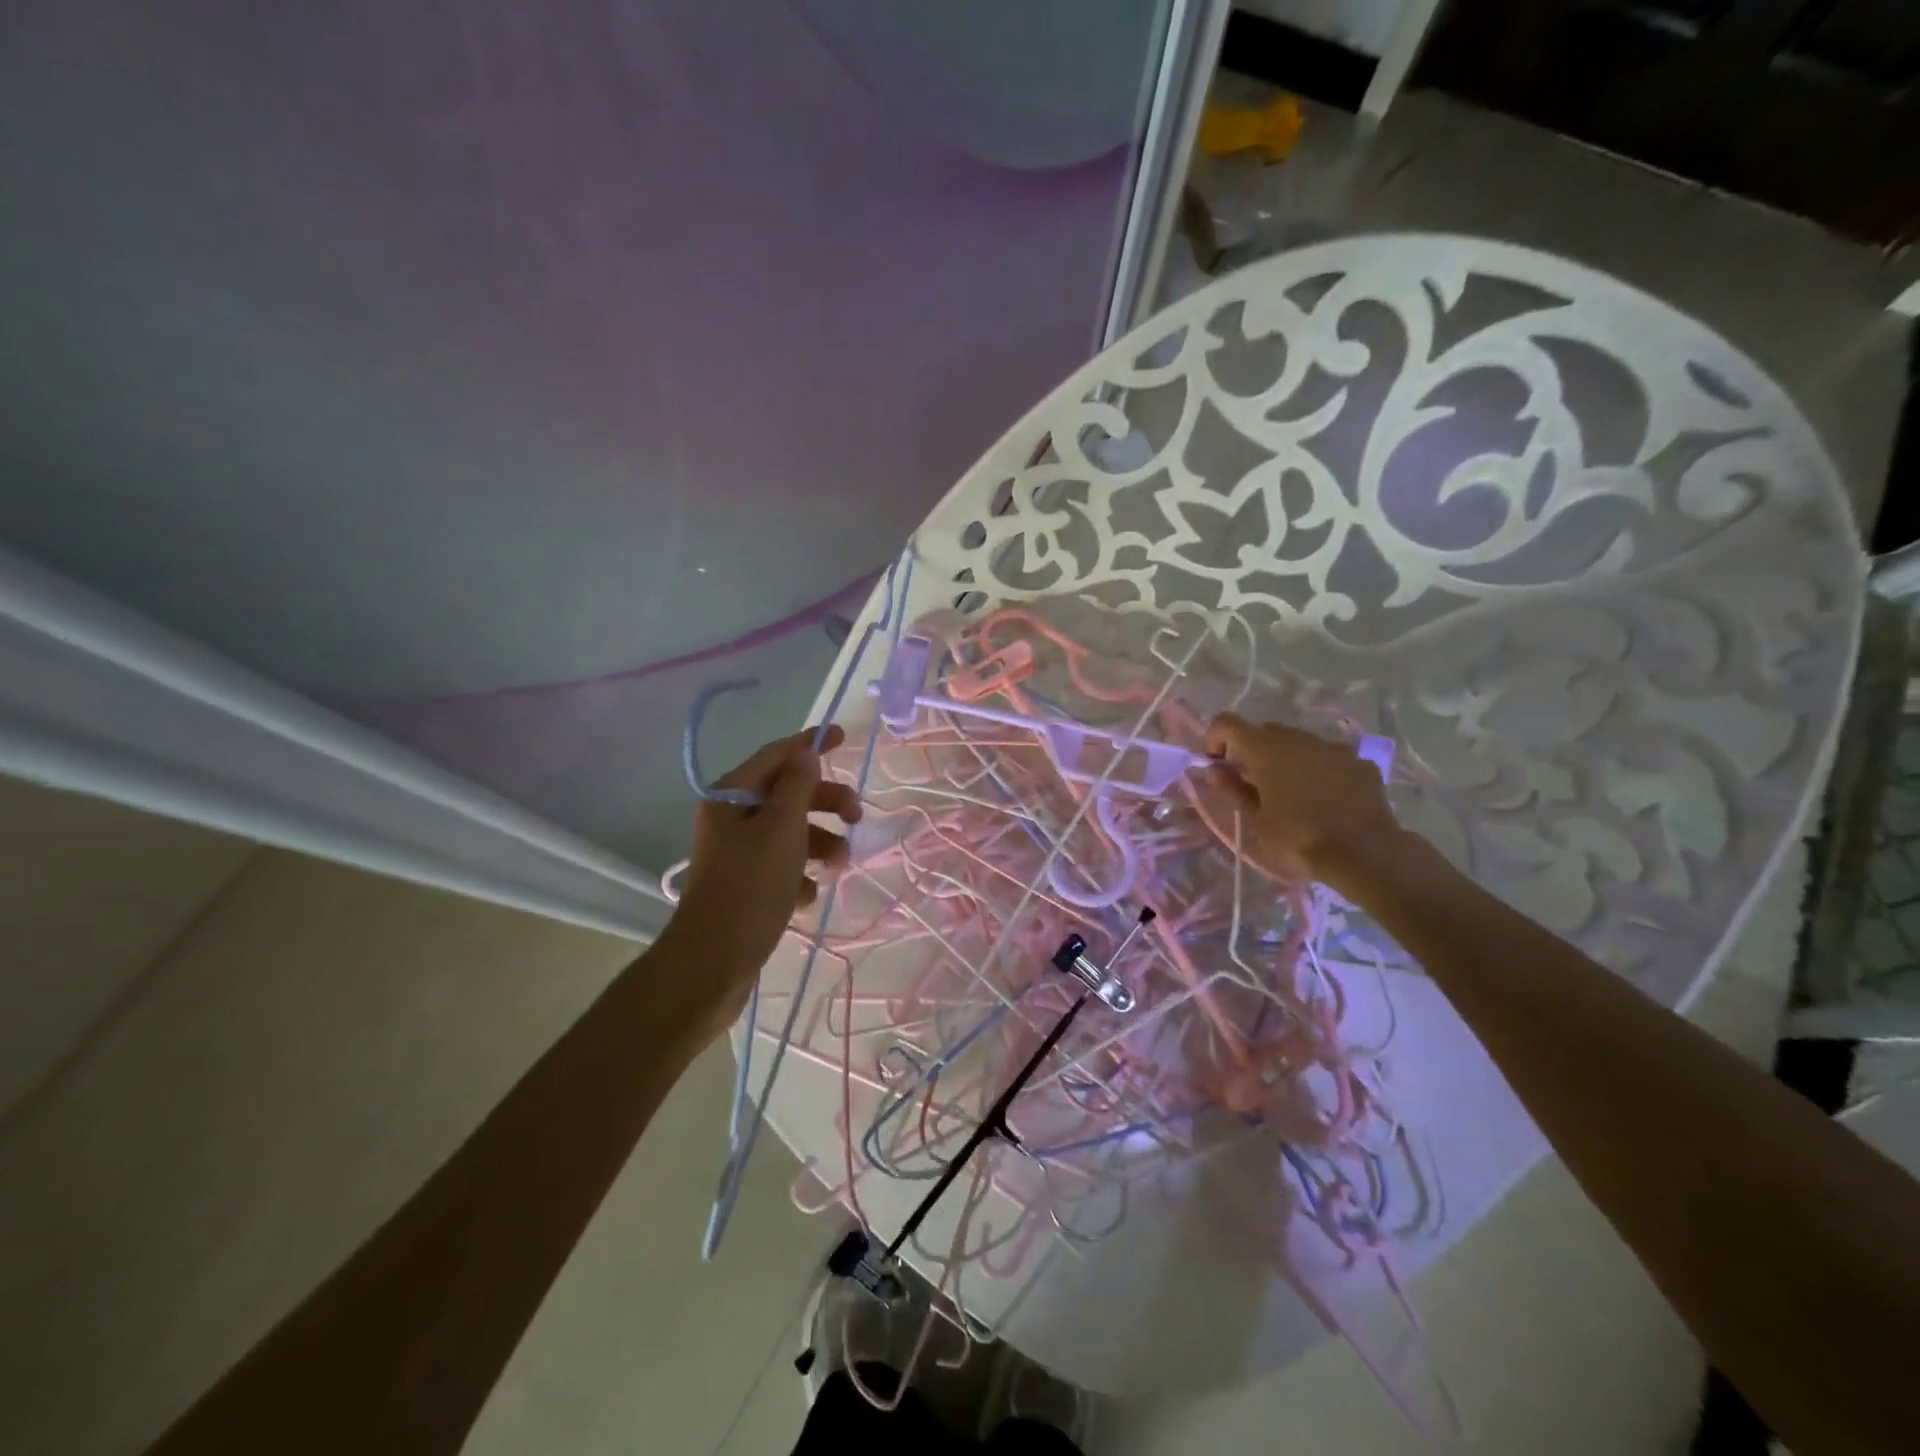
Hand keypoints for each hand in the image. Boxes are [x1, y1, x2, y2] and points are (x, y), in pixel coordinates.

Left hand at [669, 727, 861, 1028]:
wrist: (715, 960)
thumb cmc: (751, 884)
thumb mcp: (782, 827)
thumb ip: (798, 785)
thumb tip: (807, 752)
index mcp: (732, 795)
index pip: (777, 755)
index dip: (811, 744)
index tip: (844, 737)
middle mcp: (732, 818)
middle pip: (787, 795)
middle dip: (825, 802)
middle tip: (857, 815)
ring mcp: (738, 854)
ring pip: (790, 833)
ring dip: (820, 842)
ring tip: (839, 865)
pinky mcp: (746, 885)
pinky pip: (783, 866)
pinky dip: (801, 874)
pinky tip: (807, 895)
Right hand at [1204, 712, 1401, 891]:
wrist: (1364, 853)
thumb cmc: (1298, 838)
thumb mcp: (1255, 819)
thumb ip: (1232, 788)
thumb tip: (1215, 768)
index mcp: (1265, 749)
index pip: (1227, 723)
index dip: (1215, 738)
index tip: (1217, 764)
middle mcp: (1297, 737)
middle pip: (1264, 730)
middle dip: (1251, 749)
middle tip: (1252, 782)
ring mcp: (1332, 746)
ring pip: (1298, 741)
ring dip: (1285, 757)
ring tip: (1291, 791)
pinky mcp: (1358, 761)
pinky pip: (1327, 756)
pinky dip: (1317, 768)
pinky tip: (1324, 796)